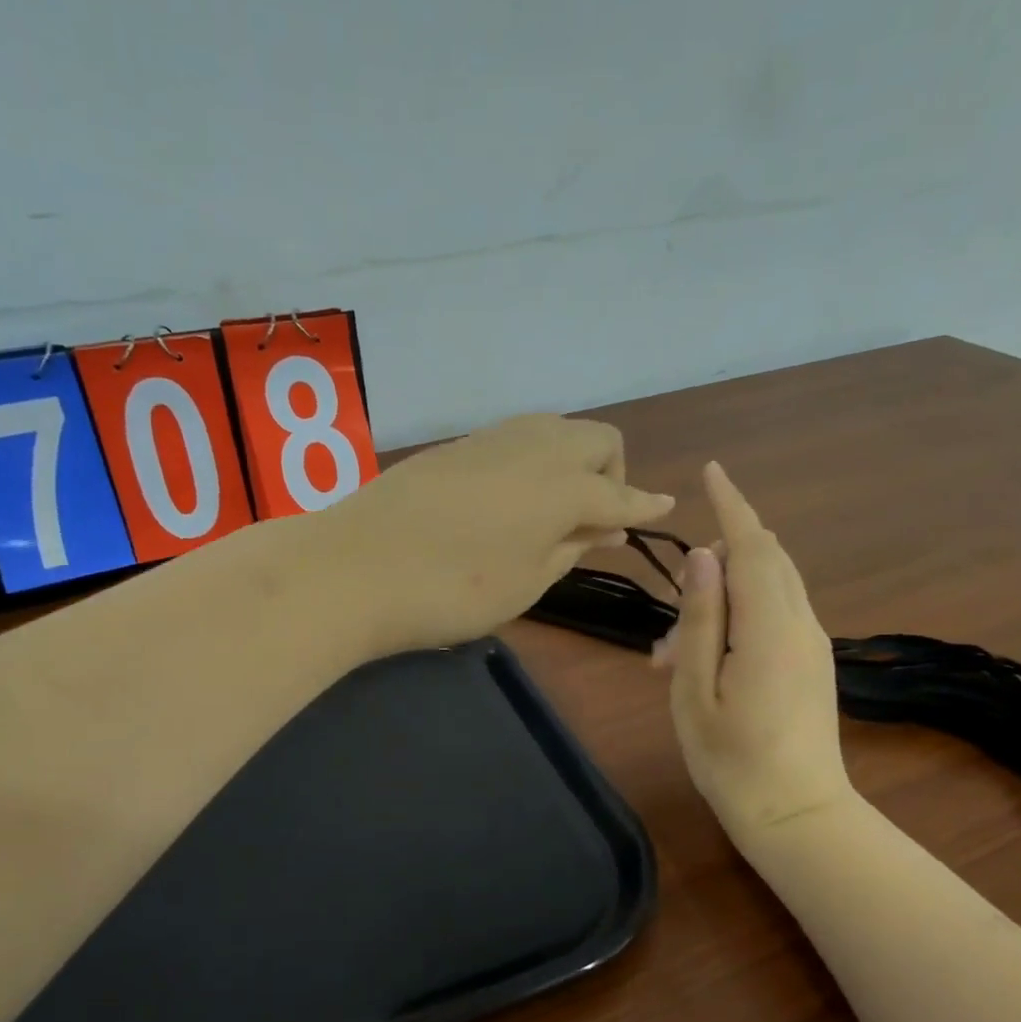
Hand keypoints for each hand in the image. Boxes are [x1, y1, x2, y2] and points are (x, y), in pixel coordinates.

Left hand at [323, 413, 675, 651]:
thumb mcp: (526, 582)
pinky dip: (532, 462)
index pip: (620, 494)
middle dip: (610, 474)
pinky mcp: (455, 446)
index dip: (644, 506)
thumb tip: (604, 525)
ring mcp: (491, 439)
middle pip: (597, 440)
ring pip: (555, 431)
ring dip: (571, 462)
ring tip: (553, 510)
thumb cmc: (452, 590)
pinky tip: (511, 499)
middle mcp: (535, 447)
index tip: (665, 508)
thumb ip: (571, 547)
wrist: (355, 567)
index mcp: (563, 486)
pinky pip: (516, 440)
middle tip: (592, 520)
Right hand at [654, 462, 856, 846]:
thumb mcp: (695, 690)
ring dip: (723, 595)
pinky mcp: (813, 662)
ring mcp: (813, 643)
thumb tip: (701, 558)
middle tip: (671, 609)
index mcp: (771, 628)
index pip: (753, 545)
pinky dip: (740, 616)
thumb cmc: (732, 760)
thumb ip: (700, 619)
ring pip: (770, 586)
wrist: (798, 816)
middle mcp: (802, 624)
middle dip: (718, 558)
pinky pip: (776, 614)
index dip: (731, 505)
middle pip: (766, 558)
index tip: (710, 471)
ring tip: (674, 652)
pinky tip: (706, 660)